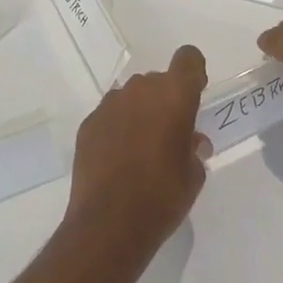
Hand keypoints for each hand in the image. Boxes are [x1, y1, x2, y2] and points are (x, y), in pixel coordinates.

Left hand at [66, 44, 210, 257]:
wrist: (109, 224)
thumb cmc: (163, 195)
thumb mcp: (193, 175)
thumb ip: (194, 149)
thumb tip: (191, 142)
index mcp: (175, 95)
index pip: (188, 58)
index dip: (193, 74)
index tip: (194, 97)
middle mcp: (141, 90)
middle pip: (158, 80)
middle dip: (165, 99)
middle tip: (169, 134)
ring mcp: (110, 105)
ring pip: (132, 96)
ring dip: (140, 112)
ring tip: (141, 148)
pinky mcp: (88, 124)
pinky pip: (110, 115)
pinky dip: (117, 128)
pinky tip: (117, 158)